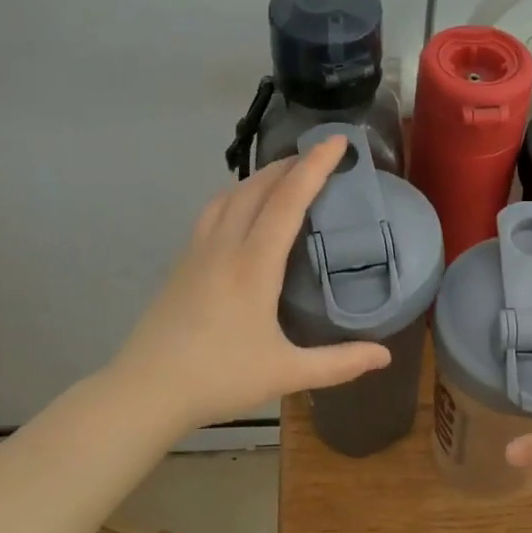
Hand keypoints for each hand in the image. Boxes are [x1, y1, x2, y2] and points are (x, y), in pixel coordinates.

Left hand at [112, 137, 391, 432]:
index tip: (337, 142)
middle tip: (318, 156)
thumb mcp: (286, 374)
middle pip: (257, 188)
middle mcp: (224, 247)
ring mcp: (196, 252)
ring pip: (229, 196)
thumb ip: (339, 363)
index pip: (287, 201)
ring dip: (259, 178)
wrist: (146, 390)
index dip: (314, 167)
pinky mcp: (181, 264)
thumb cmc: (219, 379)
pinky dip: (236, 197)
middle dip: (289, 165)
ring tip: (284, 177)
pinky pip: (212, 213)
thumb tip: (385, 356)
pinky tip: (242, 212)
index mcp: (253, 266)